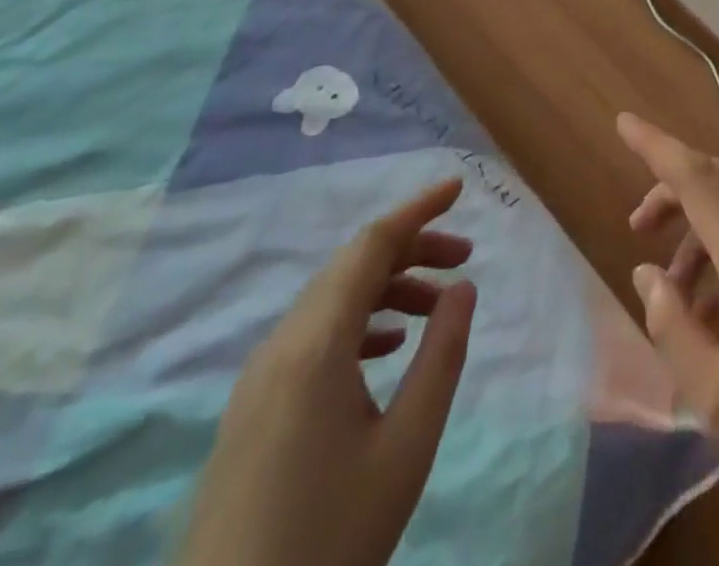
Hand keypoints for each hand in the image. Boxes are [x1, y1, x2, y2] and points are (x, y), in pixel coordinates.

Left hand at [177, 178, 477, 565]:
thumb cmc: (331, 538)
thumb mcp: (407, 447)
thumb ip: (441, 356)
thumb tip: (463, 287)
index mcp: (314, 345)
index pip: (370, 245)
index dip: (417, 209)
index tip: (458, 188)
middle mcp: (280, 346)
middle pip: (351, 268)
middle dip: (411, 250)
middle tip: (464, 258)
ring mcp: (260, 379)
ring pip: (332, 301)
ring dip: (387, 288)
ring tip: (436, 306)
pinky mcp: (253, 409)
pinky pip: (313, 336)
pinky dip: (359, 322)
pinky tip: (387, 348)